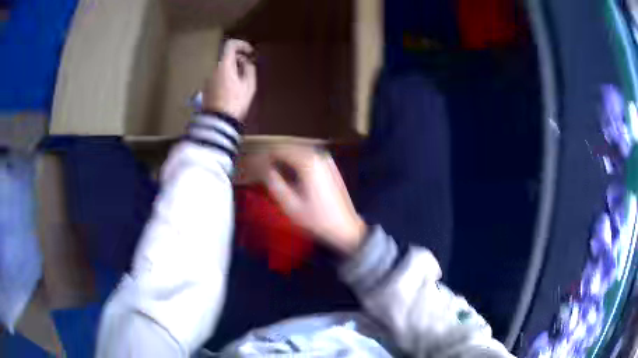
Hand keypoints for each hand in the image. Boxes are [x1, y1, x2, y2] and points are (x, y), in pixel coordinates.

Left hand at [203, 39, 256, 119]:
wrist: (218, 122)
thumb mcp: (249, 85)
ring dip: (232, 70)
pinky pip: (218, 77)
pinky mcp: (206, 89)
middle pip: (226, 57)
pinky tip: (233, 90)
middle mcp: (213, 69)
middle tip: (249, 69)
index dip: (242, 45)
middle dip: (238, 60)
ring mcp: (208, 79)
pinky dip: (226, 78)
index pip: (230, 45)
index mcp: (224, 65)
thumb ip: (249, 69)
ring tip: (242, 82)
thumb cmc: (236, 102)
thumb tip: (246, 62)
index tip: (250, 53)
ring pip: (222, 68)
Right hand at [265, 146, 366, 254]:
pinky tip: (287, 172)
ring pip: (298, 151)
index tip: (252, 163)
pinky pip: (307, 157)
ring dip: (283, 157)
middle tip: (259, 166)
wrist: (345, 227)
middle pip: (289, 147)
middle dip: (273, 155)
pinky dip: (295, 161)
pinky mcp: (329, 166)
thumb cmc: (317, 219)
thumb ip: (274, 183)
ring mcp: (326, 159)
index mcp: (307, 162)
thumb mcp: (290, 205)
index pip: (279, 149)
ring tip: (269, 168)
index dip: (263, 155)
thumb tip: (262, 168)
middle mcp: (318, 155)